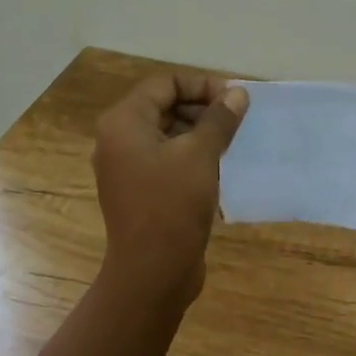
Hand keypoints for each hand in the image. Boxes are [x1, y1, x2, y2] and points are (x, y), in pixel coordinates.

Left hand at [92, 73, 248, 302]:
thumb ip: (219, 119)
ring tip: (232, 140)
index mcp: (124, 122)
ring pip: (166, 133)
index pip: (165, 84)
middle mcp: (118, 139)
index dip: (201, 85)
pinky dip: (190, 154)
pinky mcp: (138, 190)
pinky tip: (219, 164)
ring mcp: (126, 167)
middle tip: (237, 118)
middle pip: (163, 106)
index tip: (235, 98)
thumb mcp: (201, 155)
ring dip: (199, 131)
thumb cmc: (172, 205)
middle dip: (201, 107)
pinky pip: (165, 158)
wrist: (152, 271)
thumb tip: (238, 93)